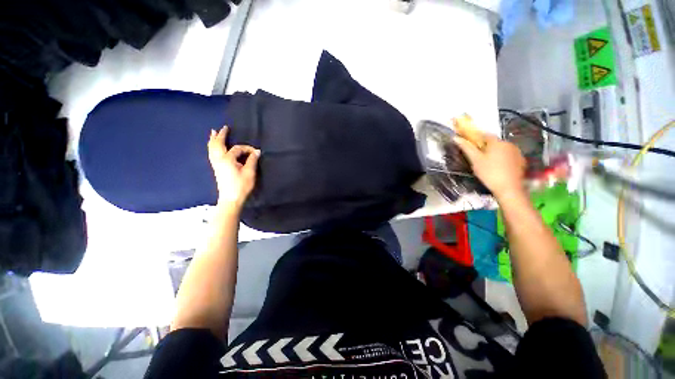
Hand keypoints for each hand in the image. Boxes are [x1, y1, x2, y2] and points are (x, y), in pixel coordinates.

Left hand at [208, 126, 259, 208]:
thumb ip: (252, 160)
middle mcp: (219, 159)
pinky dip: (212, 147)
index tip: (256, 152)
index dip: (247, 149)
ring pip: (212, 148)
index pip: (238, 149)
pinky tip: (213, 147)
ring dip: (213, 140)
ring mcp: (216, 164)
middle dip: (221, 135)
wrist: (231, 198)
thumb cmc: (242, 186)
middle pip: (218, 144)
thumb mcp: (250, 172)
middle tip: (224, 128)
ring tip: (213, 132)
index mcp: (228, 159)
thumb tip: (257, 152)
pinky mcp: (216, 168)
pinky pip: (211, 153)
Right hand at [453, 134, 526, 200]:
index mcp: (497, 142)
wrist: (509, 189)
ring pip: (501, 149)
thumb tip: (456, 138)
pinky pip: (508, 156)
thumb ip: (466, 148)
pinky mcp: (521, 161)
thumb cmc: (489, 173)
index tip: (469, 145)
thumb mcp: (475, 160)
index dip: (475, 138)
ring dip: (494, 153)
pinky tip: (497, 168)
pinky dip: (502, 159)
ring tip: (487, 164)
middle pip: (494, 142)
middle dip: (485, 147)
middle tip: (476, 157)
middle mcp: (509, 144)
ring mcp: (517, 152)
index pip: (484, 135)